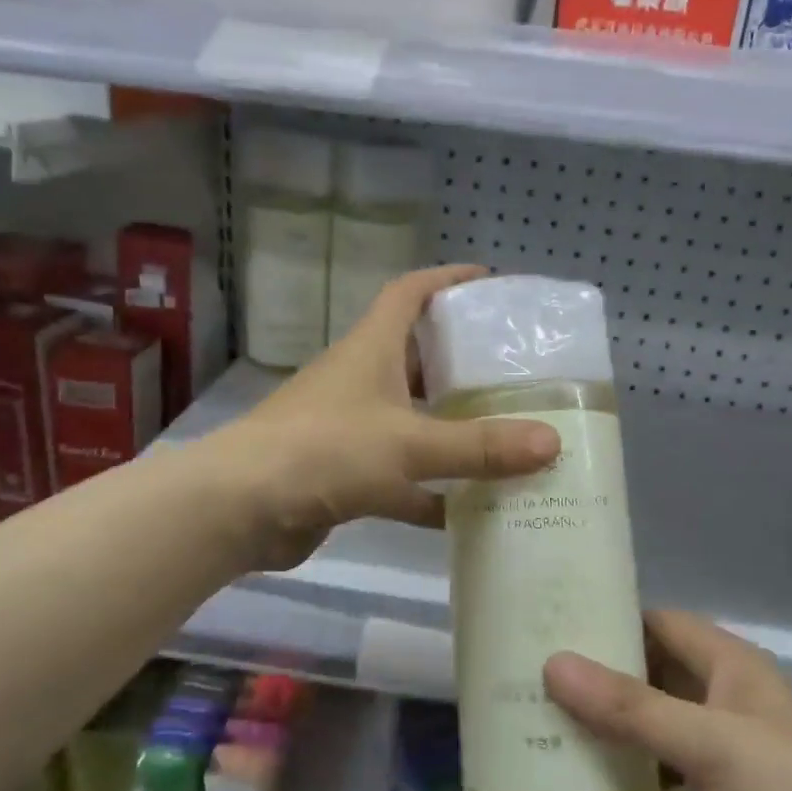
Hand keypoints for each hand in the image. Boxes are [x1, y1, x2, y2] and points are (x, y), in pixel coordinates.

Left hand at [206, 266, 559, 571]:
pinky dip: (430, 490)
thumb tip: (552, 442)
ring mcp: (349, 429)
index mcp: (371, 349)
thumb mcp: (409, 443)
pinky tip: (469, 510)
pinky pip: (399, 475)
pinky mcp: (344, 474)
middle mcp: (360, 381)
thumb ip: (479, 446)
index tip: (489, 281)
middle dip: (460, 362)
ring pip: (411, 420)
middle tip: (513, 373)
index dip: (447, 280)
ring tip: (505, 435)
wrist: (239, 509)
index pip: (409, 293)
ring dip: (450, 429)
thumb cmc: (325, 450)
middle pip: (416, 357)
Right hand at [544, 612, 791, 790]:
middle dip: (597, 680)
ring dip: (605, 736)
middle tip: (527, 676)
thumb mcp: (708, 742)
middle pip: (650, 679)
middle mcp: (723, 704)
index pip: (659, 624)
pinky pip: (659, 789)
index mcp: (730, 667)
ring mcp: (721, 761)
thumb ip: (629, 707)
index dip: (609, 618)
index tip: (549, 621)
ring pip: (651, 736)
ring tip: (535, 726)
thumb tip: (551, 663)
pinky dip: (624, 789)